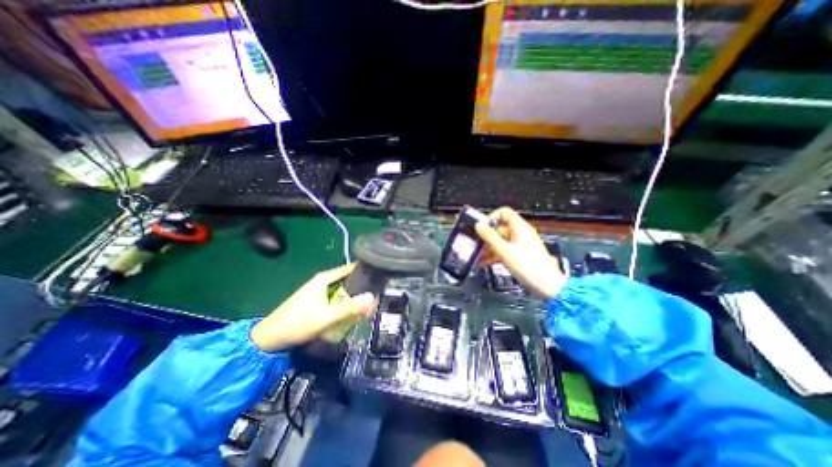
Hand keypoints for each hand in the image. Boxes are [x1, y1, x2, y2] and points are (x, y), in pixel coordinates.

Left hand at [248, 265, 374, 350]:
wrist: (269, 340)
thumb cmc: (296, 324)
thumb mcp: (324, 317)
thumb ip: (349, 308)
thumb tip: (372, 298)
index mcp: (325, 278)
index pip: (351, 268)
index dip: (367, 272)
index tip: (381, 280)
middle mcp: (324, 282)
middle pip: (350, 281)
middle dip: (363, 291)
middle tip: (375, 304)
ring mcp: (321, 292)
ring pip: (345, 292)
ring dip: (356, 301)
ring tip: (367, 311)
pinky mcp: (320, 303)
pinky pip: (339, 301)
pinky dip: (347, 306)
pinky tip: (354, 315)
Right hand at [478, 206, 569, 298]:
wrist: (548, 286)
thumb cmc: (527, 266)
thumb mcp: (505, 251)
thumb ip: (490, 237)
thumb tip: (478, 225)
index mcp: (520, 227)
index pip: (504, 212)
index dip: (491, 217)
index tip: (481, 228)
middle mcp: (521, 233)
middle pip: (500, 228)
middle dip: (487, 236)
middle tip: (475, 245)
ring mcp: (521, 244)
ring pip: (501, 240)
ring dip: (489, 247)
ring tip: (477, 256)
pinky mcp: (521, 255)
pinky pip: (505, 250)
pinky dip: (495, 254)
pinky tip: (484, 262)